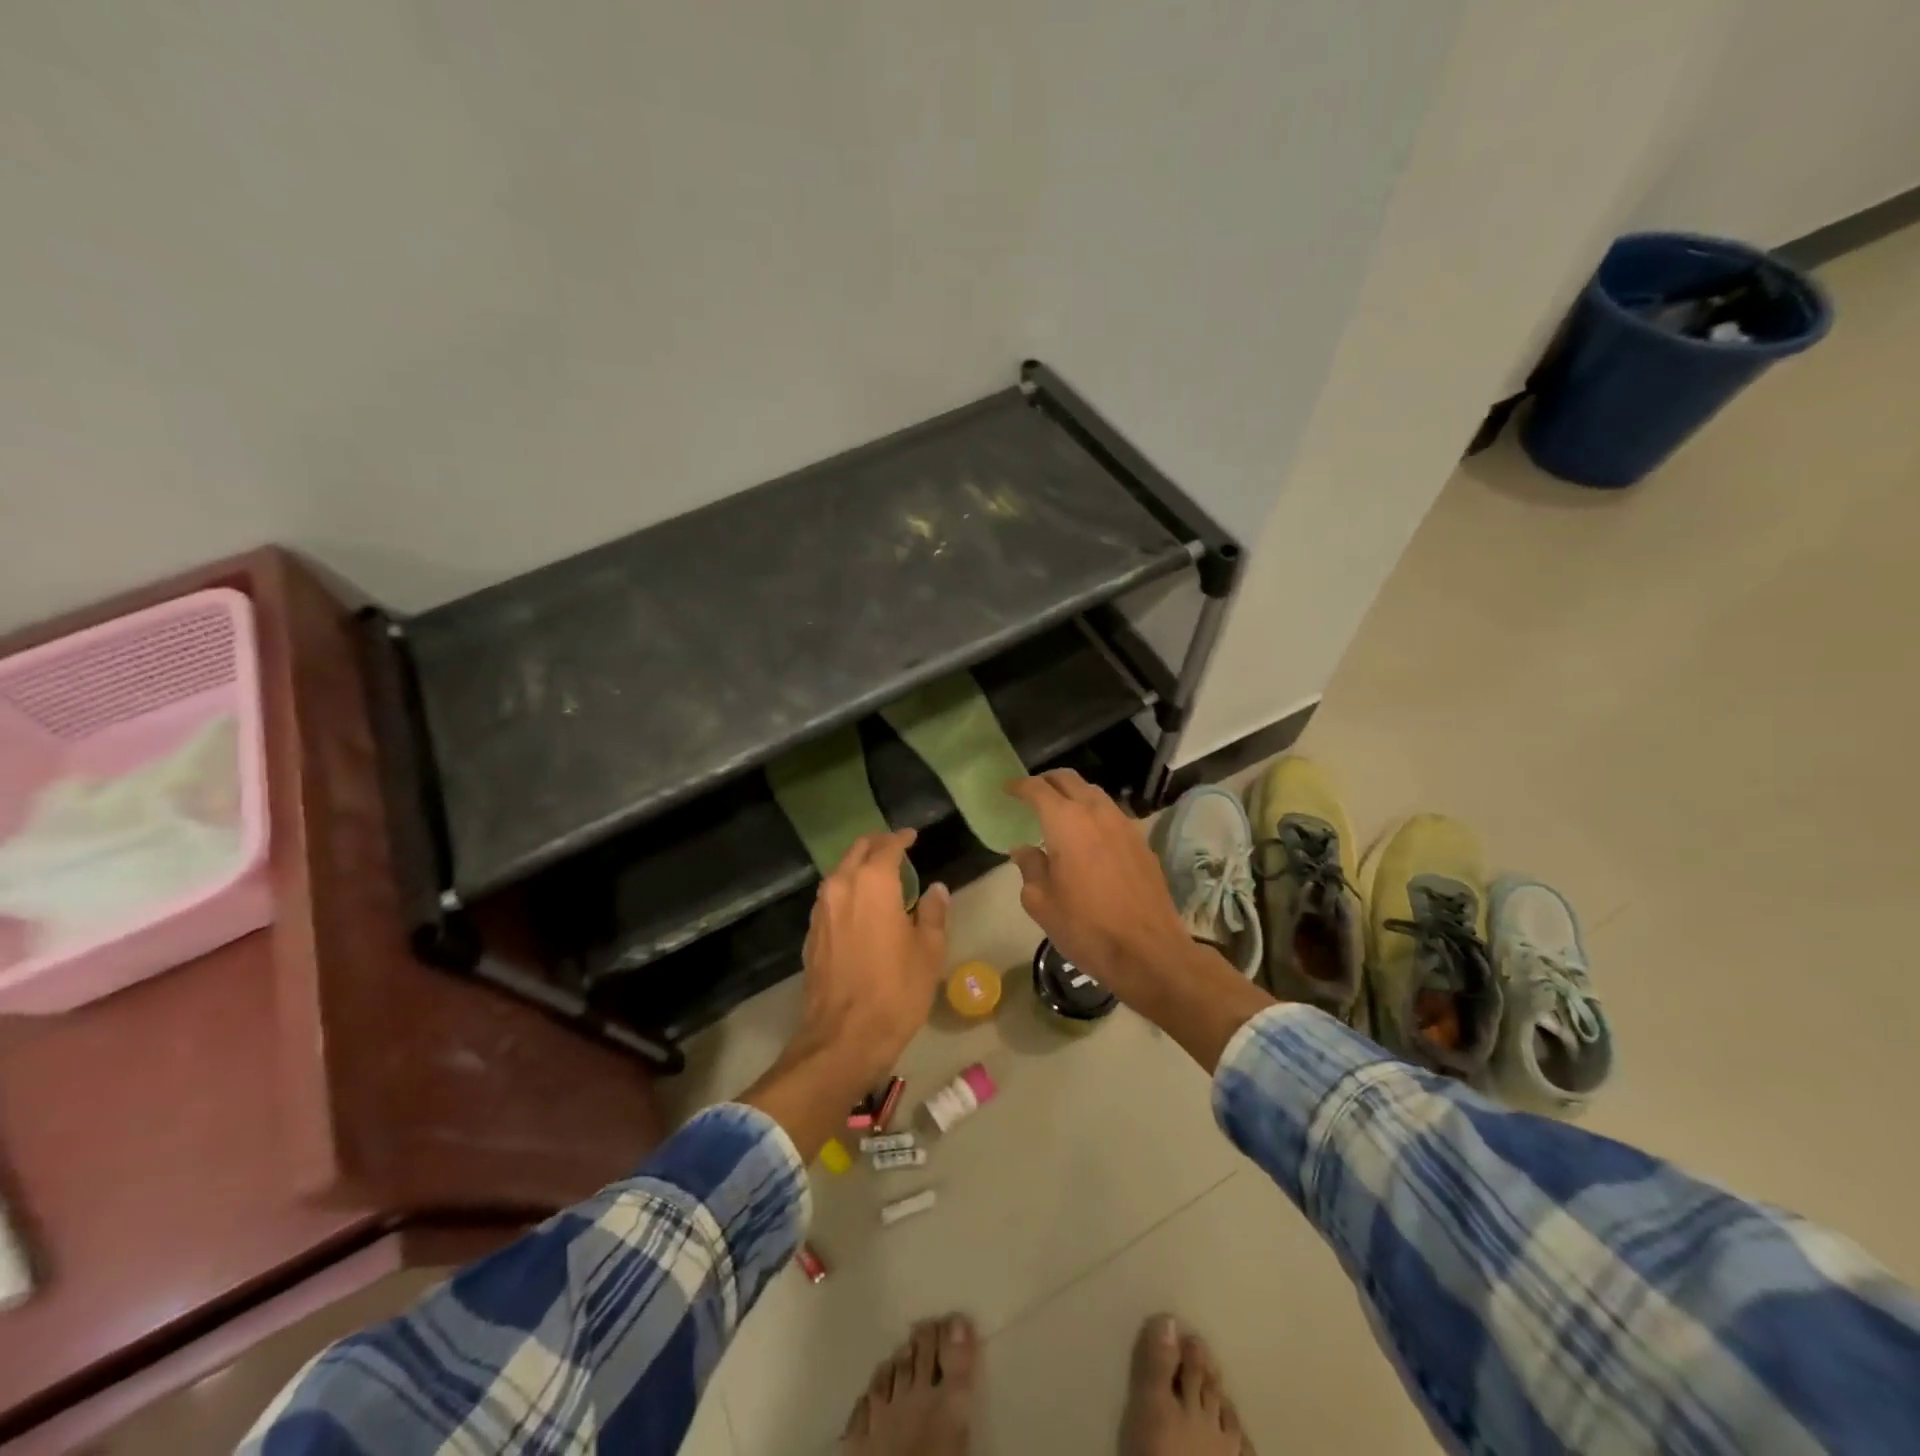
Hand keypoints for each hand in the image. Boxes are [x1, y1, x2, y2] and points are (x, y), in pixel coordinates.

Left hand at [792, 829, 948, 1086]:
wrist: (843, 1038)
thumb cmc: (895, 991)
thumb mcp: (928, 952)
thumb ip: (932, 913)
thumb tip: (935, 889)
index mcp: (873, 883)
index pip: (887, 846)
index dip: (902, 838)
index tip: (913, 836)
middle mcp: (841, 887)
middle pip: (857, 851)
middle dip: (877, 845)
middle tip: (897, 848)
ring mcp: (821, 910)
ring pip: (840, 873)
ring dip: (859, 867)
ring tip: (881, 876)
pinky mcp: (812, 934)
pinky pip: (831, 897)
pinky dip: (847, 891)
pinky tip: (861, 907)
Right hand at [1005, 771, 1276, 1071]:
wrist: (1148, 951)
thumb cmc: (1085, 927)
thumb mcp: (1041, 902)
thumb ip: (1030, 868)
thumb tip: (1024, 849)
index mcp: (1066, 822)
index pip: (1037, 789)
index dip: (1019, 785)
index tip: (1007, 789)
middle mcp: (1097, 813)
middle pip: (1069, 779)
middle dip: (1047, 781)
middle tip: (1031, 793)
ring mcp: (1124, 825)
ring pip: (1095, 794)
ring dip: (1074, 794)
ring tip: (1060, 812)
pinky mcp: (1142, 842)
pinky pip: (1112, 815)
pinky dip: (1094, 814)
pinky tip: (1089, 836)